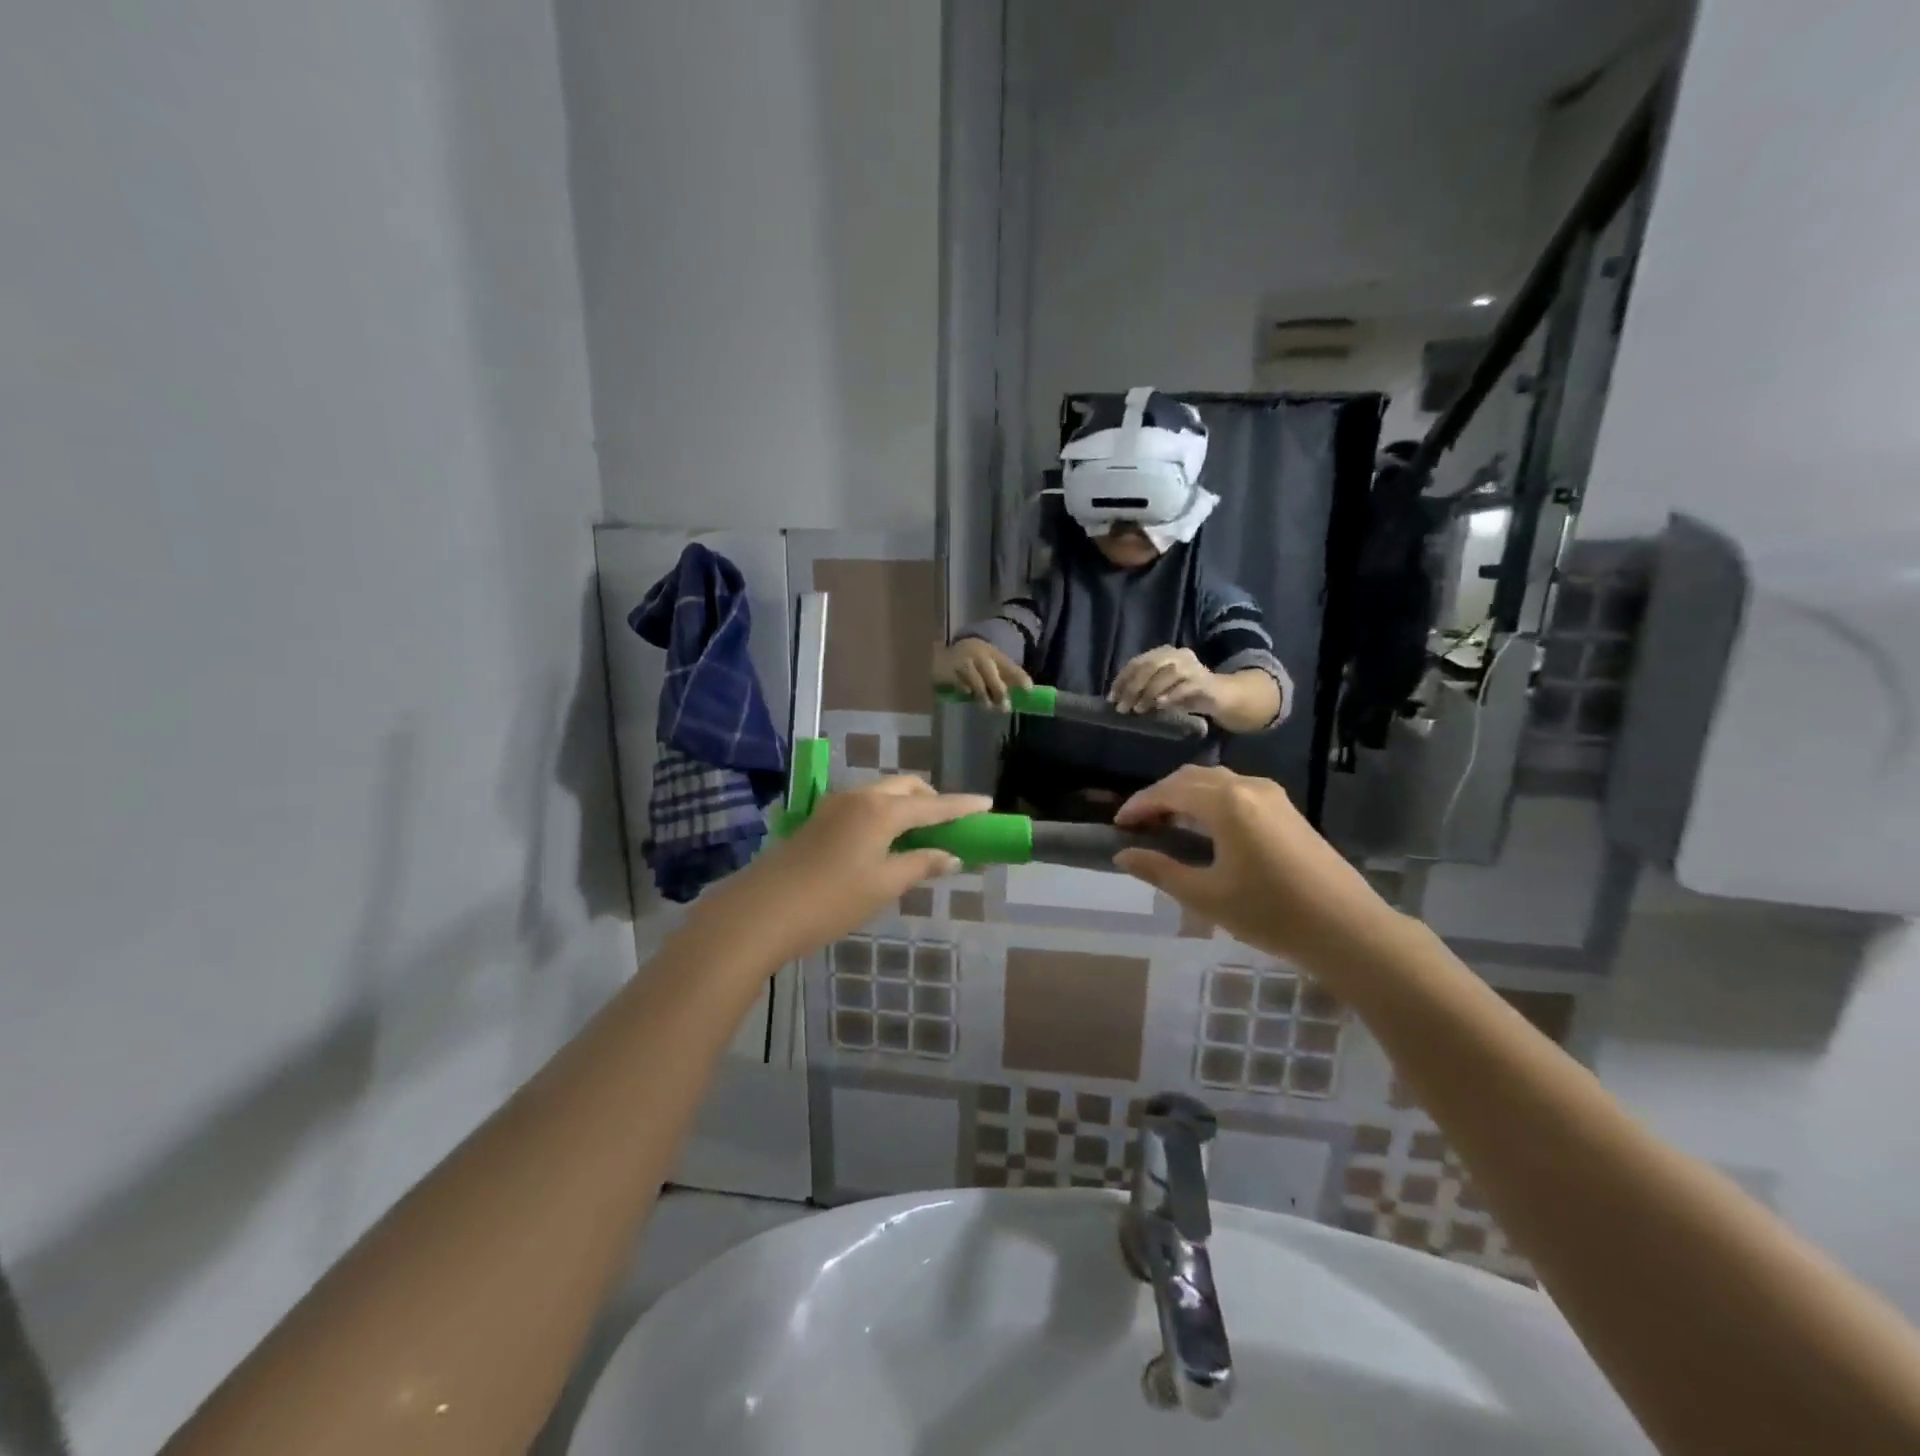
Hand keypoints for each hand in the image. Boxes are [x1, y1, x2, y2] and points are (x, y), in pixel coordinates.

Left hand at [692, 778, 991, 964]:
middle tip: (950, 824)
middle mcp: (859, 796)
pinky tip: (886, 842)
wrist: (762, 910)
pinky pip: (864, 805)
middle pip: (905, 787)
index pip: (933, 804)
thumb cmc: (832, 900)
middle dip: (932, 800)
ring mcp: (835, 805)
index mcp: (881, 810)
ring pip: (882, 794)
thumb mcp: (884, 885)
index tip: (987, 803)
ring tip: (920, 836)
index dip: (962, 806)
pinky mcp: (819, 819)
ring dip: (906, 806)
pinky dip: (885, 814)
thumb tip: (952, 856)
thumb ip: (921, 865)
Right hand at [934, 638, 1031, 709]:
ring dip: (983, 696)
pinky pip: (960, 684)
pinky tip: (967, 694)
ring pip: (977, 682)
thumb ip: (1004, 676)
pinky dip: (966, 690)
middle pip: (991, 675)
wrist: (944, 653)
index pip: (1008, 665)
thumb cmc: (973, 662)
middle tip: (1005, 708)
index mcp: (992, 653)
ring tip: (987, 706)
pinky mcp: (949, 671)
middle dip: (999, 692)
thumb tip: (1023, 693)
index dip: (1019, 677)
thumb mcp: (989, 663)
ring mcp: (963, 662)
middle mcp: (978, 655)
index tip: (1029, 690)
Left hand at [1109, 645, 1218, 715]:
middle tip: (1122, 708)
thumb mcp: (1159, 689)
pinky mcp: (1204, 681)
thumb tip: (1117, 699)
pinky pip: (1185, 686)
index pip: (1137, 662)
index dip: (1122, 680)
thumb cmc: (1184, 693)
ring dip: (1148, 693)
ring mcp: (1192, 666)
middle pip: (1149, 667)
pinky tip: (1160, 705)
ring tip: (1138, 710)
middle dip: (1132, 688)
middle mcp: (1177, 655)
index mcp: (1163, 653)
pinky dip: (1170, 695)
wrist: (1219, 697)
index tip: (1111, 698)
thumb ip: (1141, 689)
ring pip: (1166, 674)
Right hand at [1111, 765, 1398, 969]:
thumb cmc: (1271, 913)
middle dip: (1160, 796)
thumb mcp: (1206, 896)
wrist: (1348, 929)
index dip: (1139, 805)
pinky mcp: (1286, 810)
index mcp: (1225, 803)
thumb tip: (1124, 855)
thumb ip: (1160, 870)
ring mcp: (1272, 796)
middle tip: (1139, 825)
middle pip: (1191, 778)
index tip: (1118, 825)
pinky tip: (1204, 830)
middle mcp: (1248, 787)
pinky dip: (1209, 801)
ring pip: (1215, 782)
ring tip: (1166, 826)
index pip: (1168, 791)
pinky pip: (1236, 791)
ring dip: (1185, 796)